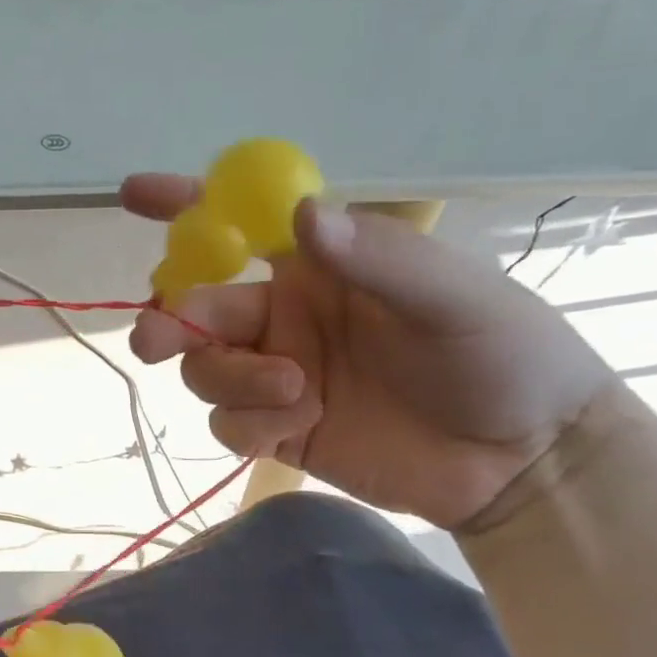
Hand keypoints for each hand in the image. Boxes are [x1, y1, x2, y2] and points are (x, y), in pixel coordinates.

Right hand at [124, 178, 611, 529]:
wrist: (520, 461)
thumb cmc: (501, 356)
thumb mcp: (452, 297)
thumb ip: (377, 257)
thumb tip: (297, 213)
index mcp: (315, 270)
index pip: (236, 228)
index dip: (183, 207)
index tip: (136, 195)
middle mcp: (281, 318)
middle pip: (194, 309)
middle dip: (170, 320)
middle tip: (156, 340)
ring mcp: (273, 376)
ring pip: (202, 369)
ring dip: (231, 379)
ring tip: (296, 393)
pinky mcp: (273, 431)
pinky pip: (225, 423)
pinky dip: (249, 424)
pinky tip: (299, 427)